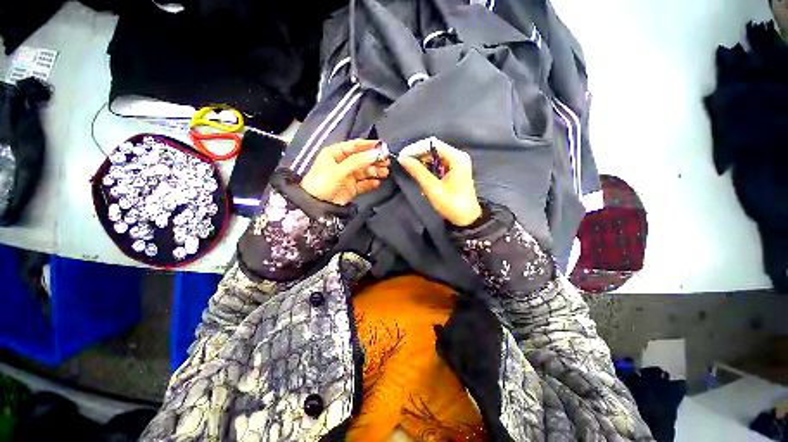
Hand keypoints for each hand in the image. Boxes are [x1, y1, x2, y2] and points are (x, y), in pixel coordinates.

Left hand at [300, 139, 389, 204]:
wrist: (317, 205)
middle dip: (374, 159)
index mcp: (335, 153)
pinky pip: (364, 183)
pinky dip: (371, 182)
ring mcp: (348, 175)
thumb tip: (375, 153)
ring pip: (364, 171)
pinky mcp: (352, 187)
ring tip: (385, 172)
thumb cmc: (323, 183)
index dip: (368, 145)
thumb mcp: (339, 170)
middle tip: (386, 161)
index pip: (354, 146)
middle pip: (362, 158)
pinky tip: (377, 182)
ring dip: (375, 171)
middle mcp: (343, 163)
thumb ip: (357, 161)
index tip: (382, 146)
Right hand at [398, 139, 482, 226]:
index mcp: (457, 158)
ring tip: (410, 169)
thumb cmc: (451, 204)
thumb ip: (417, 171)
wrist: (467, 218)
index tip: (402, 156)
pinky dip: (428, 166)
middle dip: (418, 154)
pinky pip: (438, 162)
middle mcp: (458, 155)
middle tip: (404, 163)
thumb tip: (402, 158)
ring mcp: (457, 162)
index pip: (432, 144)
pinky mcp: (455, 169)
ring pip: (435, 155)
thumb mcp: (432, 188)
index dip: (415, 148)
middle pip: (434, 148)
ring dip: (422, 161)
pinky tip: (421, 173)